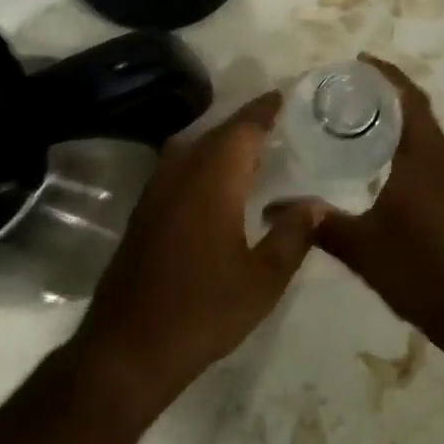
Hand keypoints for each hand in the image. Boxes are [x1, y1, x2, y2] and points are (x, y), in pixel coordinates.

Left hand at [74, 92, 318, 419]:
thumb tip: (316, 204)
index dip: (265, 110)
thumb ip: (293, 235)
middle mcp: (181, 172)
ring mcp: (157, 189)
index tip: (285, 95)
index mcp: (213, 179)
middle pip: (218, 132)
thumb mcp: (263, 280)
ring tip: (255, 147)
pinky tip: (220, 182)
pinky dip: (205, 160)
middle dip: (247, 123)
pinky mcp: (145, 210)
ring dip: (224, 141)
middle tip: (279, 121)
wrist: (128, 348)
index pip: (244, 128)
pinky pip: (180, 166)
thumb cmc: (203, 311)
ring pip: (195, 146)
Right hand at [313, 56, 443, 347]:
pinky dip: (406, 141)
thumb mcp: (361, 247)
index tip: (357, 60)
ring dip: (398, 117)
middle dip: (387, 91)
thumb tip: (273, 209)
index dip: (385, 74)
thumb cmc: (419, 269)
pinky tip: (379, 161)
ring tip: (357, 117)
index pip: (407, 97)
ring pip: (425, 131)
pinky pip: (429, 151)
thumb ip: (319, 223)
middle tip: (347, 88)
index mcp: (424, 155)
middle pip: (417, 108)